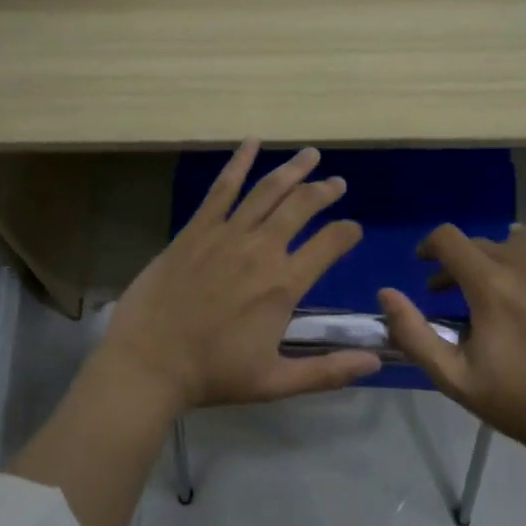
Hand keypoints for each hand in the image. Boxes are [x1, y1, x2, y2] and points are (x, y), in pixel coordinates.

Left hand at [99, 142, 381, 411]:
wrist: (149, 363)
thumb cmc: (213, 375)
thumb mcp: (275, 382)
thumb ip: (328, 371)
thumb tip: (376, 360)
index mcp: (284, 285)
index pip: (330, 245)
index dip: (347, 233)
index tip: (354, 230)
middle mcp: (261, 250)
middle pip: (302, 207)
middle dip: (324, 191)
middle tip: (337, 183)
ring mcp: (225, 235)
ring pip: (267, 191)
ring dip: (293, 170)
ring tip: (310, 155)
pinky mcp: (195, 231)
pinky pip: (221, 189)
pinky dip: (238, 163)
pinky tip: (251, 143)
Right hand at [378, 224, 525, 466]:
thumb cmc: (514, 402)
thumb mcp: (452, 376)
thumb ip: (412, 333)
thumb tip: (386, 293)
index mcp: (492, 287)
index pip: (449, 239)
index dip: (429, 247)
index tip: (425, 266)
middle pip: (484, 242)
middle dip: (461, 262)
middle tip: (456, 293)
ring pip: (521, 241)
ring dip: (500, 257)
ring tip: (499, 287)